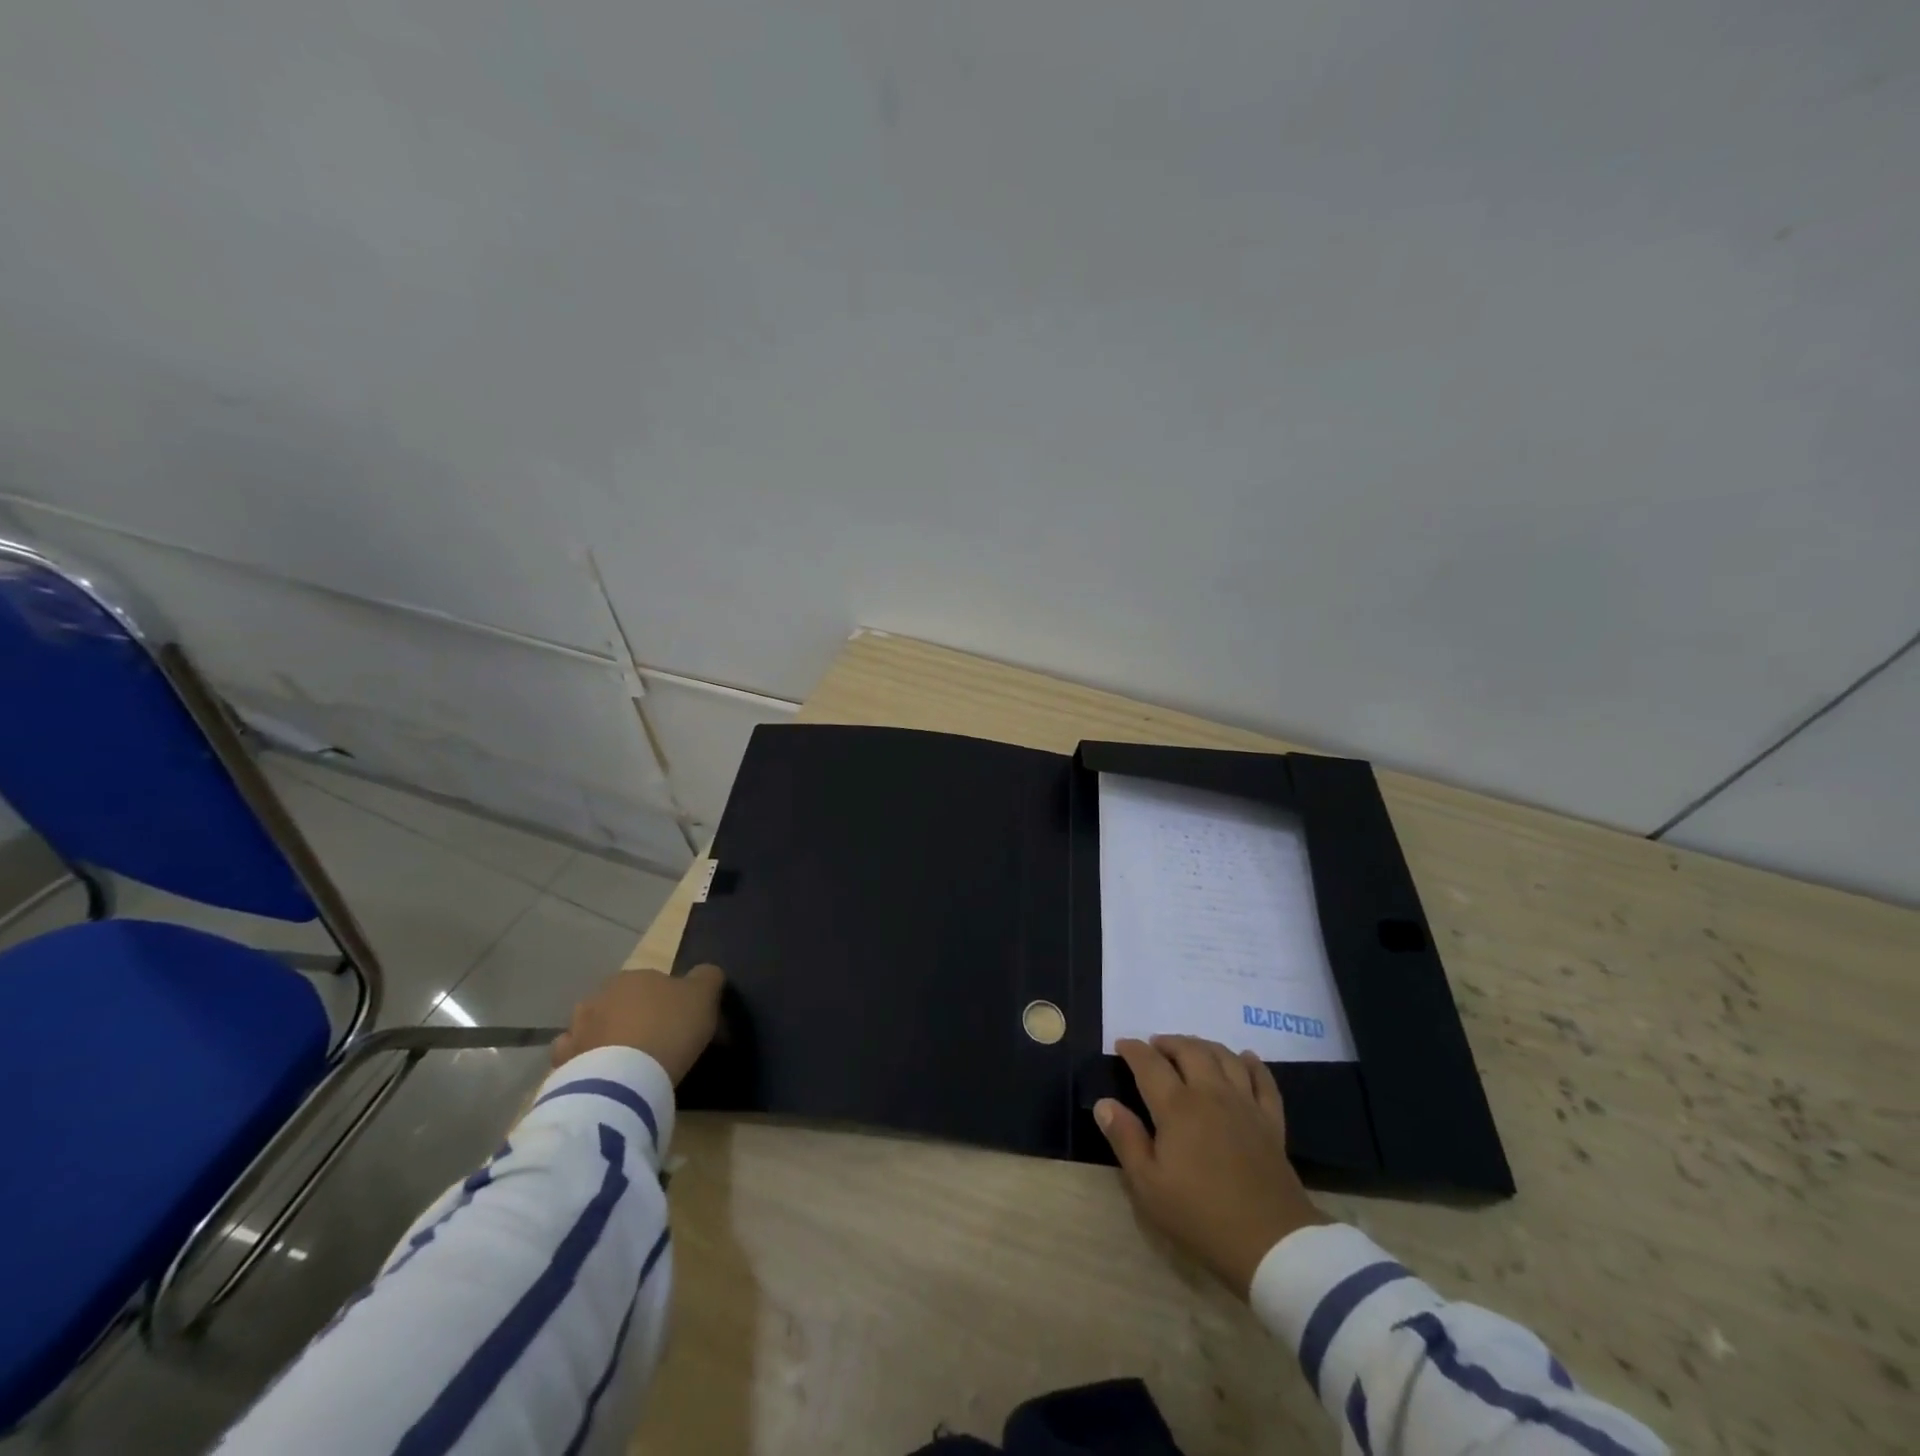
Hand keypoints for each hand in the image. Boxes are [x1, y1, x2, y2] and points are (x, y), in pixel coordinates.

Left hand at [550, 963, 725, 1083]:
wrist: (625, 1078)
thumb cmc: (670, 1028)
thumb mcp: (704, 995)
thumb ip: (707, 977)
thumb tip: (705, 973)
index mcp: (633, 976)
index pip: (652, 982)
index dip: (665, 1001)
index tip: (677, 1021)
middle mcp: (599, 995)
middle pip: (620, 1003)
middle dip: (632, 1016)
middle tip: (653, 1040)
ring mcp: (576, 1029)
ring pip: (594, 1027)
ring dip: (605, 1038)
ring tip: (624, 1061)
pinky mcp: (563, 1062)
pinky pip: (576, 1058)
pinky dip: (586, 1062)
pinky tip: (601, 1075)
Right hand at [1096, 1035, 1329, 1297]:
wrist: (1271, 1244)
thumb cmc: (1200, 1215)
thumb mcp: (1148, 1185)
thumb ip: (1125, 1139)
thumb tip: (1104, 1103)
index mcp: (1177, 1107)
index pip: (1149, 1064)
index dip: (1133, 1050)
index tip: (1122, 1045)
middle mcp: (1211, 1094)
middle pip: (1189, 1051)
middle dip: (1168, 1042)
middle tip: (1155, 1045)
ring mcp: (1245, 1105)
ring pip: (1224, 1057)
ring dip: (1204, 1045)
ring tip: (1191, 1048)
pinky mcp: (1270, 1122)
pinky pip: (1263, 1081)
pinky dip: (1252, 1064)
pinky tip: (1244, 1058)